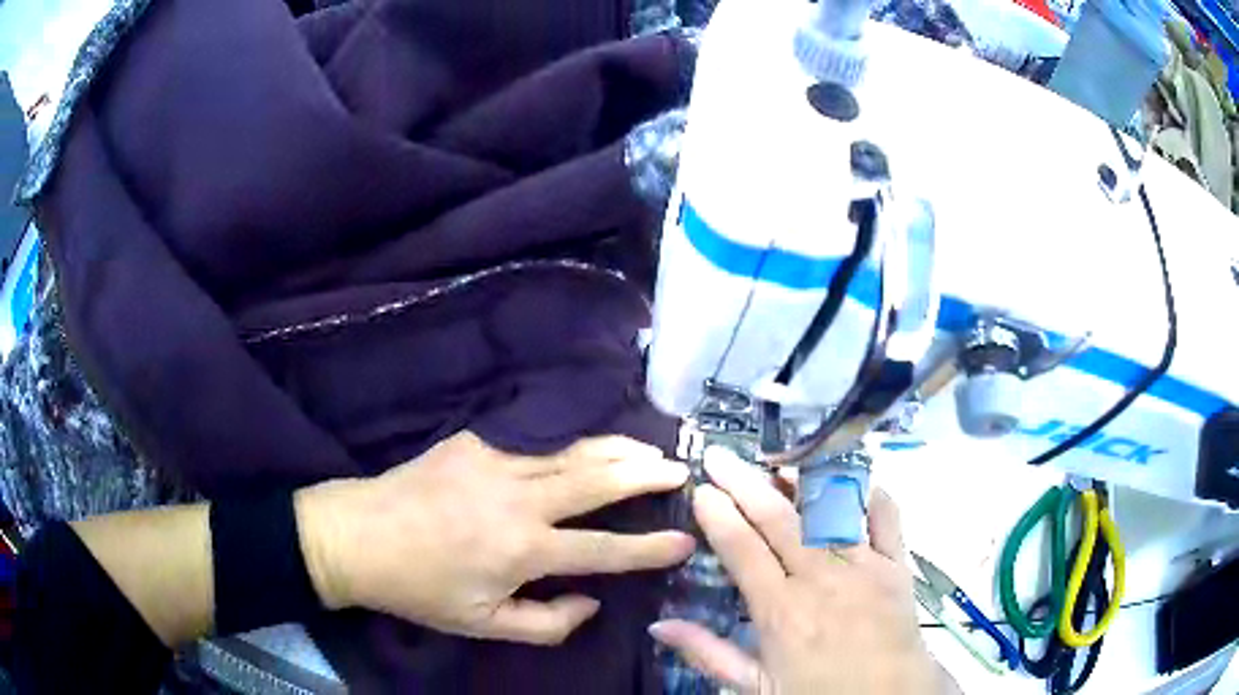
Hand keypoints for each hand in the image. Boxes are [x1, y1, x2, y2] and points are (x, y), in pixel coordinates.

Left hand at [296, 431, 693, 644]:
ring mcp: (496, 461)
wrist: (358, 535)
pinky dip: (573, 438)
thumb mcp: (483, 625)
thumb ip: (546, 623)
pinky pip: (536, 438)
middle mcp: (519, 499)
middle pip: (599, 479)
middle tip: (681, 468)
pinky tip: (590, 438)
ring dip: (617, 448)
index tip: (685, 541)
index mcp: (523, 550)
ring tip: (650, 447)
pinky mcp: (476, 441)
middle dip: (647, 473)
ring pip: (574, 450)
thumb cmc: (421, 589)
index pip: (605, 548)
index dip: (650, 547)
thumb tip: (591, 601)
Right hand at [651, 448, 957, 694]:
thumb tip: (659, 625)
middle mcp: (821, 578)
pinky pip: (885, 515)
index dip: (718, 514)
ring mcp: (863, 565)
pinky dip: (867, 491)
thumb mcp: (756, 686)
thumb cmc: (819, 693)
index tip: (701, 489)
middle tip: (720, 456)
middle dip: (744, 482)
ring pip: (827, 508)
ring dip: (800, 479)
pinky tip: (847, 479)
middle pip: (778, 518)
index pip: (742, 549)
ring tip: (776, 460)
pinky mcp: (896, 562)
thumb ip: (709, 654)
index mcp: (781, 611)